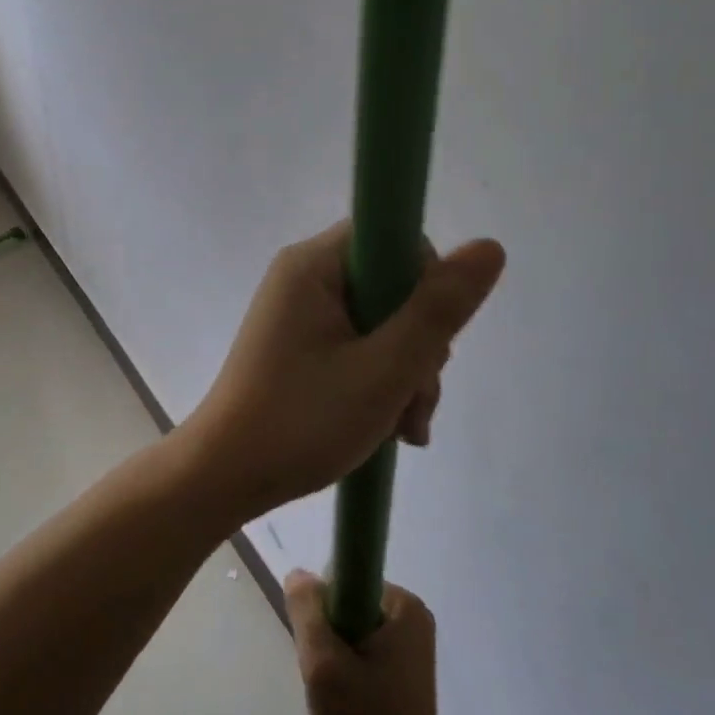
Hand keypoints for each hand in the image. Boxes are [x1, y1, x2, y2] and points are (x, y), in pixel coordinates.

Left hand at [184, 224, 504, 518]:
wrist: (226, 475)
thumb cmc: (303, 421)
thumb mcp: (385, 369)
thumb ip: (438, 310)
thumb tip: (489, 246)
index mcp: (312, 265)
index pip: (392, 238)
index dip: (426, 282)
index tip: (430, 336)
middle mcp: (302, 276)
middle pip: (391, 285)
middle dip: (418, 344)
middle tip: (414, 399)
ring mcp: (298, 312)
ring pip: (380, 321)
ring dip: (405, 371)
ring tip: (403, 427)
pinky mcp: (299, 343)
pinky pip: (356, 343)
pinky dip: (379, 380)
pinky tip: (389, 426)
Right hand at [286, 572, 450, 714]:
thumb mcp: (322, 662)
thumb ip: (306, 610)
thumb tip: (299, 573)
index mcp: (403, 604)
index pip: (343, 580)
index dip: (322, 610)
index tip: (322, 650)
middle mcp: (413, 615)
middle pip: (347, 604)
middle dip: (329, 636)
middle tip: (329, 677)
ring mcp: (412, 642)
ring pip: (351, 628)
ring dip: (336, 655)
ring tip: (340, 693)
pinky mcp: (406, 667)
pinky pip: (363, 647)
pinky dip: (349, 668)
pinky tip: (350, 700)